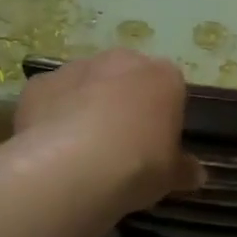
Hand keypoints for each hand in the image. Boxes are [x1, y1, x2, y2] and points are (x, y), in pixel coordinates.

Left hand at [15, 50, 202, 210]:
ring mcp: (77, 68)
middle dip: (126, 102)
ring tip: (84, 148)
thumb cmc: (138, 165)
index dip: (165, 115)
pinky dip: (53, 114)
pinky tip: (53, 146)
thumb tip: (197, 174)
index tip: (159, 143)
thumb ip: (184, 170)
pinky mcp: (39, 84)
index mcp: (163, 76)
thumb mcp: (171, 176)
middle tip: (123, 143)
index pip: (172, 88)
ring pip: (88, 83)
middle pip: (128, 77)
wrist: (73, 168)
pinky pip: (53, 97)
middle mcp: (122, 61)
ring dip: (88, 104)